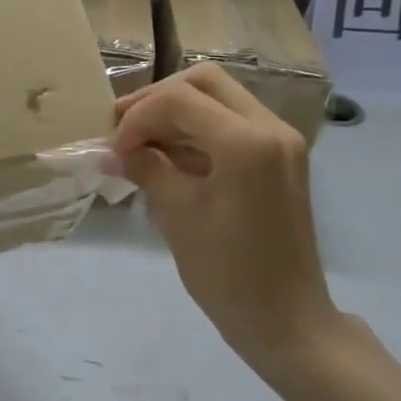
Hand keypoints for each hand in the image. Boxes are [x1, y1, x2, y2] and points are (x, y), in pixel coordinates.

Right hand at [113, 64, 356, 373]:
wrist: (287, 320)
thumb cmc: (228, 274)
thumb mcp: (178, 216)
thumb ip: (146, 169)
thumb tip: (113, 150)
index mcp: (246, 142)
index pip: (178, 99)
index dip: (137, 117)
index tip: (114, 150)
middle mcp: (270, 127)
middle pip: (204, 81)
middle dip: (158, 98)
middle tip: (124, 126)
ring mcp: (282, 140)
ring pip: (221, 98)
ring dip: (178, 111)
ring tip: (141, 141)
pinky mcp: (282, 157)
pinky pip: (235, 123)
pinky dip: (199, 129)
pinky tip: (170, 154)